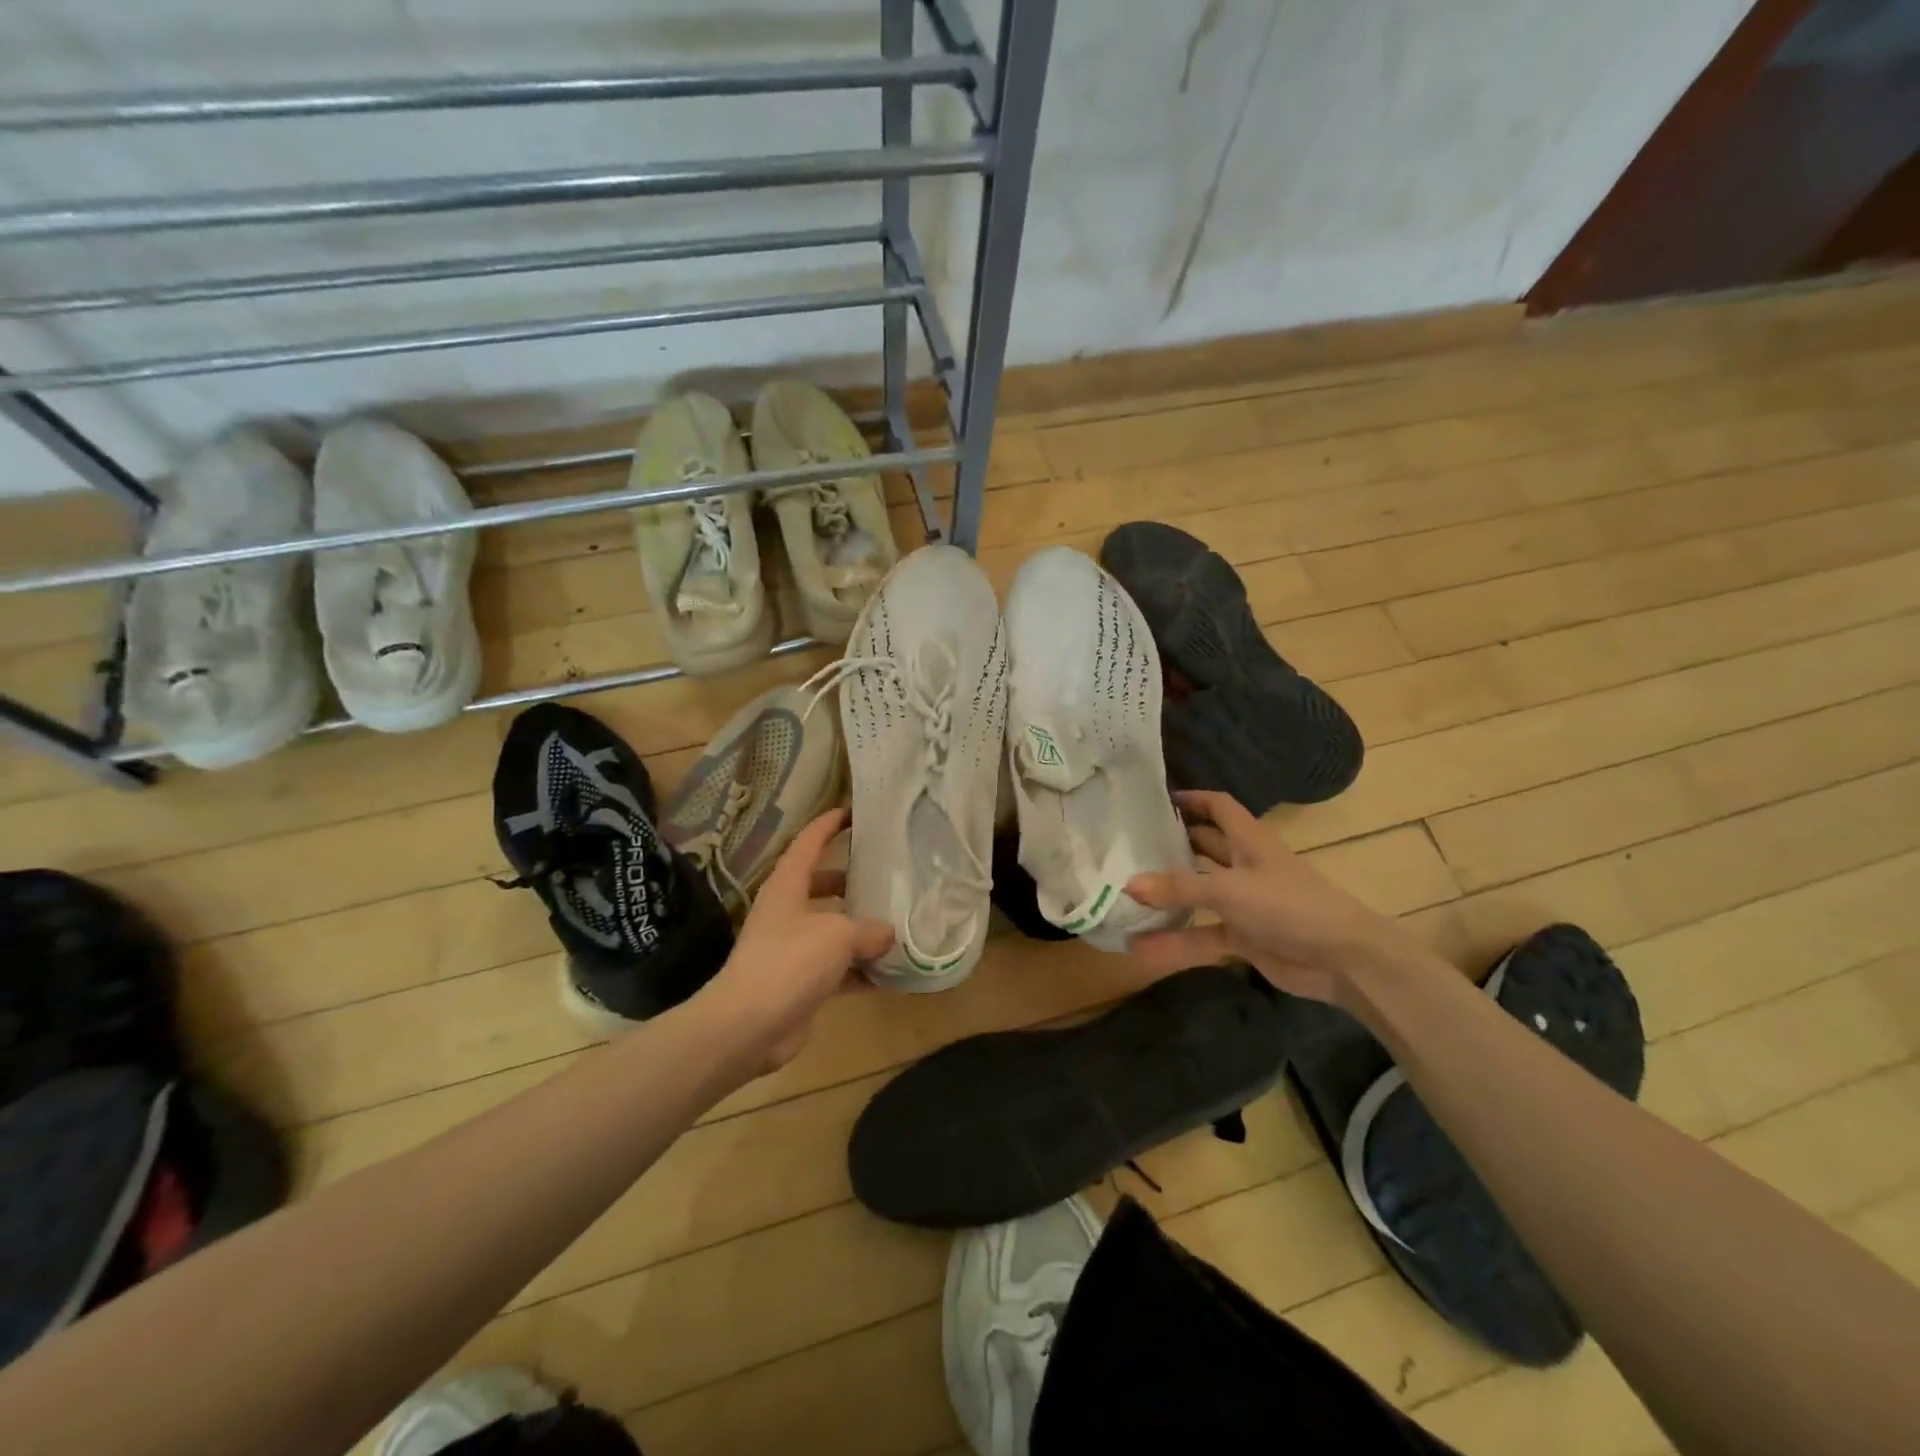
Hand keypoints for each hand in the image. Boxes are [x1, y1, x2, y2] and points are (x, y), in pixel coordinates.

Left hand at [696, 808, 893, 1074]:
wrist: (748, 1026)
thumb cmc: (790, 962)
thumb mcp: (838, 935)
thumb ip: (868, 929)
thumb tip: (887, 932)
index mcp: (787, 886)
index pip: (809, 842)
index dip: (830, 824)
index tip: (854, 812)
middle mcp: (786, 912)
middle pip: (821, 884)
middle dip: (851, 879)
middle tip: (886, 874)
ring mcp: (791, 948)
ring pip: (831, 927)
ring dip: (859, 927)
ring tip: (897, 920)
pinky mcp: (799, 982)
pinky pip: (836, 968)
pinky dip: (859, 969)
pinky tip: (890, 973)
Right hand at [1125, 791, 1418, 1005]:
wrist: (1343, 961)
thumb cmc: (1290, 906)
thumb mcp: (1230, 890)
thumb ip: (1180, 887)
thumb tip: (1128, 884)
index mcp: (1249, 841)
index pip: (1219, 807)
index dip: (1192, 799)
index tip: (1156, 800)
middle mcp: (1245, 867)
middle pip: (1204, 847)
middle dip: (1172, 844)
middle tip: (1129, 843)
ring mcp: (1244, 904)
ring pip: (1199, 893)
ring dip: (1169, 896)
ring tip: (1125, 892)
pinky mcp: (1244, 938)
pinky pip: (1201, 936)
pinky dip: (1175, 941)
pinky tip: (1141, 946)